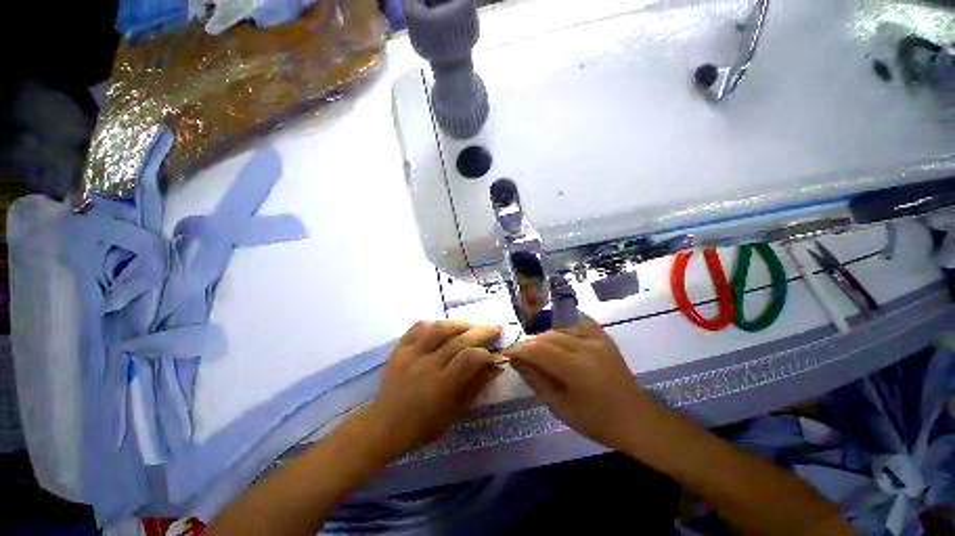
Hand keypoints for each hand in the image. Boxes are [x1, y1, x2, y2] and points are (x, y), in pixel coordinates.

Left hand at [364, 320, 502, 460]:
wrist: (383, 425)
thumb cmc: (423, 425)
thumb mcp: (455, 412)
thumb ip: (476, 386)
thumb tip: (496, 366)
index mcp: (441, 385)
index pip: (470, 358)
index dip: (486, 353)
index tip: (495, 354)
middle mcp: (427, 364)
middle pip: (458, 340)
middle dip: (481, 332)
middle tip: (495, 327)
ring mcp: (411, 353)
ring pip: (439, 328)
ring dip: (459, 323)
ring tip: (472, 324)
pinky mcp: (399, 348)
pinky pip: (418, 327)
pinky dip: (433, 323)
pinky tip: (443, 325)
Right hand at [504, 316, 651, 450]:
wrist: (637, 419)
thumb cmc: (596, 421)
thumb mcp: (559, 406)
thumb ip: (535, 379)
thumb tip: (515, 360)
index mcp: (575, 369)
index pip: (537, 350)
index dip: (518, 349)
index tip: (507, 352)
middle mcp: (586, 347)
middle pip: (547, 337)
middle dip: (528, 344)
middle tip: (520, 354)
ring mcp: (597, 339)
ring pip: (559, 329)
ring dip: (543, 337)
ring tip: (536, 349)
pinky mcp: (603, 336)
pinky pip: (577, 322)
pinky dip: (562, 325)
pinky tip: (556, 333)